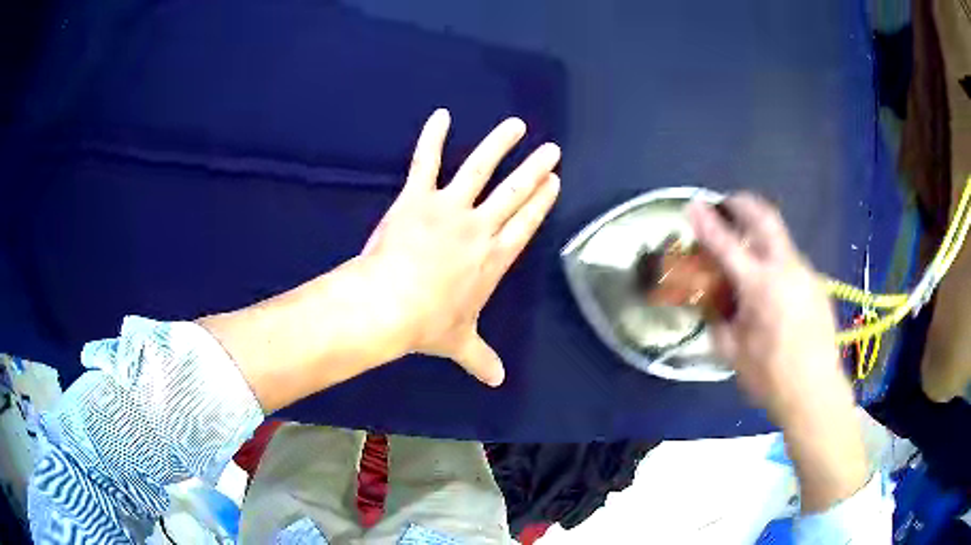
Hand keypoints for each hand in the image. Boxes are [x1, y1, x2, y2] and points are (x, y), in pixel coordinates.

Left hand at [359, 109, 560, 385]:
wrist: (390, 305)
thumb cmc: (428, 324)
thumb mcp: (461, 343)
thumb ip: (482, 360)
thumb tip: (498, 382)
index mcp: (493, 258)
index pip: (525, 224)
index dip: (541, 202)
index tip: (553, 182)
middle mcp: (480, 228)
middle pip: (515, 192)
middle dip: (535, 169)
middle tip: (551, 150)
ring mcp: (449, 209)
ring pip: (481, 169)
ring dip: (500, 145)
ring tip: (515, 125)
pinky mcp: (418, 198)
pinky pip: (426, 162)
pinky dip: (432, 137)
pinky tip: (441, 115)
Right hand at [686, 194, 848, 425]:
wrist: (815, 391)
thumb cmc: (770, 376)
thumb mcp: (732, 353)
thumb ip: (719, 321)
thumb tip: (714, 306)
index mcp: (760, 285)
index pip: (726, 244)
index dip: (707, 222)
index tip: (693, 204)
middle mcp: (786, 269)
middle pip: (766, 219)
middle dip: (745, 203)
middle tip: (730, 202)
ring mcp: (806, 274)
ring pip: (782, 242)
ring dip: (763, 237)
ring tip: (751, 253)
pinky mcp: (818, 286)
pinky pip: (794, 265)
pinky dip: (778, 264)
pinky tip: (775, 290)